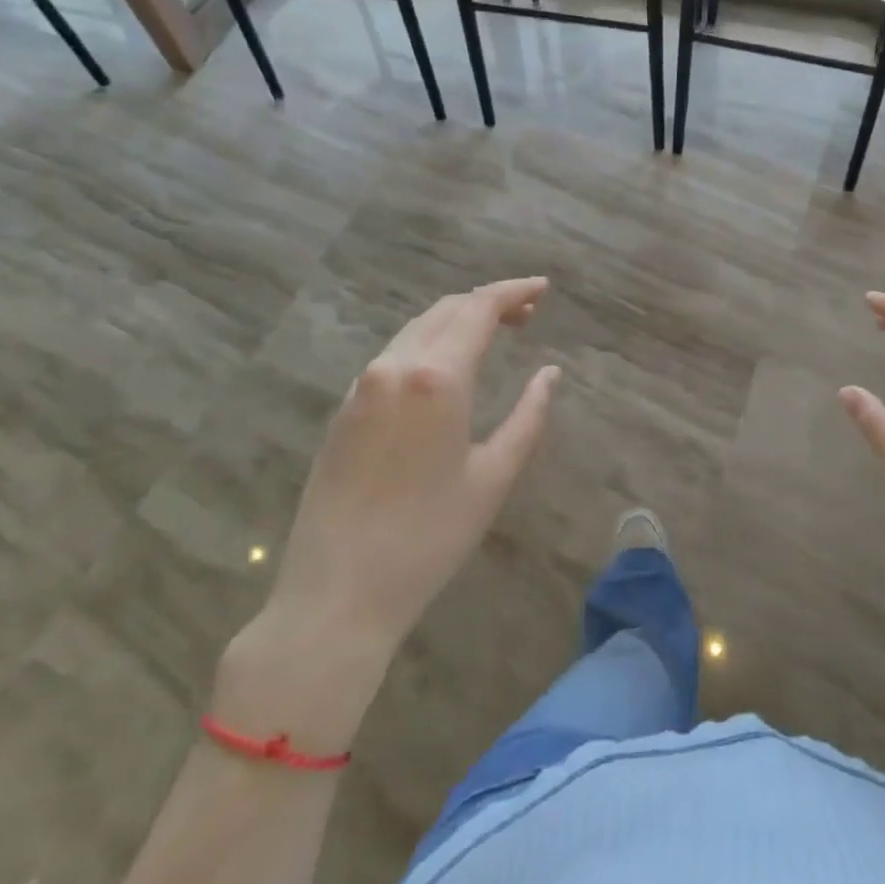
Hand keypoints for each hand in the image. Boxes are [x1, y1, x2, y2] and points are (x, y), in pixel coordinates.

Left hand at [215, 278, 559, 747]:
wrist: (335, 596)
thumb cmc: (428, 538)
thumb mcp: (493, 477)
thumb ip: (528, 416)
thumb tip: (549, 373)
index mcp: (437, 378)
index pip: (479, 308)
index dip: (514, 290)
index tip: (543, 287)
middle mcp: (395, 367)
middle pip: (447, 309)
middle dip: (489, 302)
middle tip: (528, 314)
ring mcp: (362, 386)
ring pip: (417, 328)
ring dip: (458, 320)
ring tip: (494, 334)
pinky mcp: (343, 409)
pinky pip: (394, 354)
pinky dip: (429, 342)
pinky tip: (446, 366)